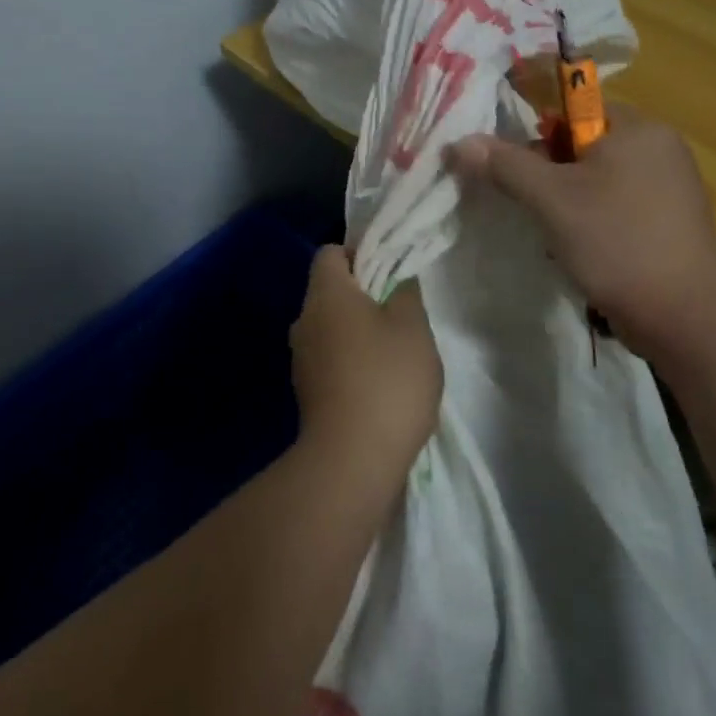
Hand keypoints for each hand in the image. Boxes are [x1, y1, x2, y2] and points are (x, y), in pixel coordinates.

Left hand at [289, 246, 442, 475]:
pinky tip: (381, 384)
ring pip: (332, 327)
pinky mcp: (307, 393)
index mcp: (326, 295)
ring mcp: (302, 360)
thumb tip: (396, 279)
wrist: (352, 462)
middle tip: (401, 311)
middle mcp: (304, 321)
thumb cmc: (386, 379)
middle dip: (365, 295)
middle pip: (331, 291)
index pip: (331, 253)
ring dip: (360, 332)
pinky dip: (352, 362)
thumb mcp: (413, 326)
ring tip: (396, 352)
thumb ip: (406, 292)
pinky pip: (331, 359)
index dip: (360, 253)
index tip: (390, 271)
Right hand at [446, 105, 715, 360]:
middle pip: (585, 146)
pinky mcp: (670, 224)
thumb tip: (461, 142)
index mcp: (638, 127)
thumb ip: (506, 166)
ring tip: (556, 236)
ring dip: (569, 204)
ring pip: (598, 182)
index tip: (518, 170)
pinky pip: (618, 208)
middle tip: (533, 207)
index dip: (539, 135)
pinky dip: (594, 223)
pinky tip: (583, 252)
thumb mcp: (552, 200)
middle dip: (551, 176)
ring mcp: (669, 188)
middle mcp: (658, 148)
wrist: (687, 316)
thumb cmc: (618, 241)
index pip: (575, 109)